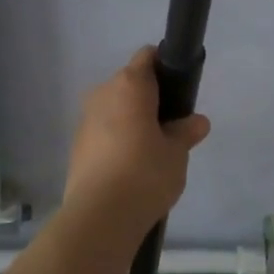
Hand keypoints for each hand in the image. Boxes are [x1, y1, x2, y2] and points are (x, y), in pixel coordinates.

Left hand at [64, 47, 210, 225]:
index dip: (166, 67)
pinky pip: (104, 131)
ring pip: (116, 109)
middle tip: (172, 128)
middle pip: (131, 84)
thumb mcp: (177, 152)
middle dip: (151, 100)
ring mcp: (85, 119)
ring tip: (152, 153)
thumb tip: (196, 121)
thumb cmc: (145, 173)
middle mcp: (103, 93)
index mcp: (129, 84)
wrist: (99, 216)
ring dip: (133, 121)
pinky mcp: (77, 145)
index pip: (148, 57)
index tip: (181, 91)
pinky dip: (118, 140)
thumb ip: (185, 131)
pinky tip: (131, 168)